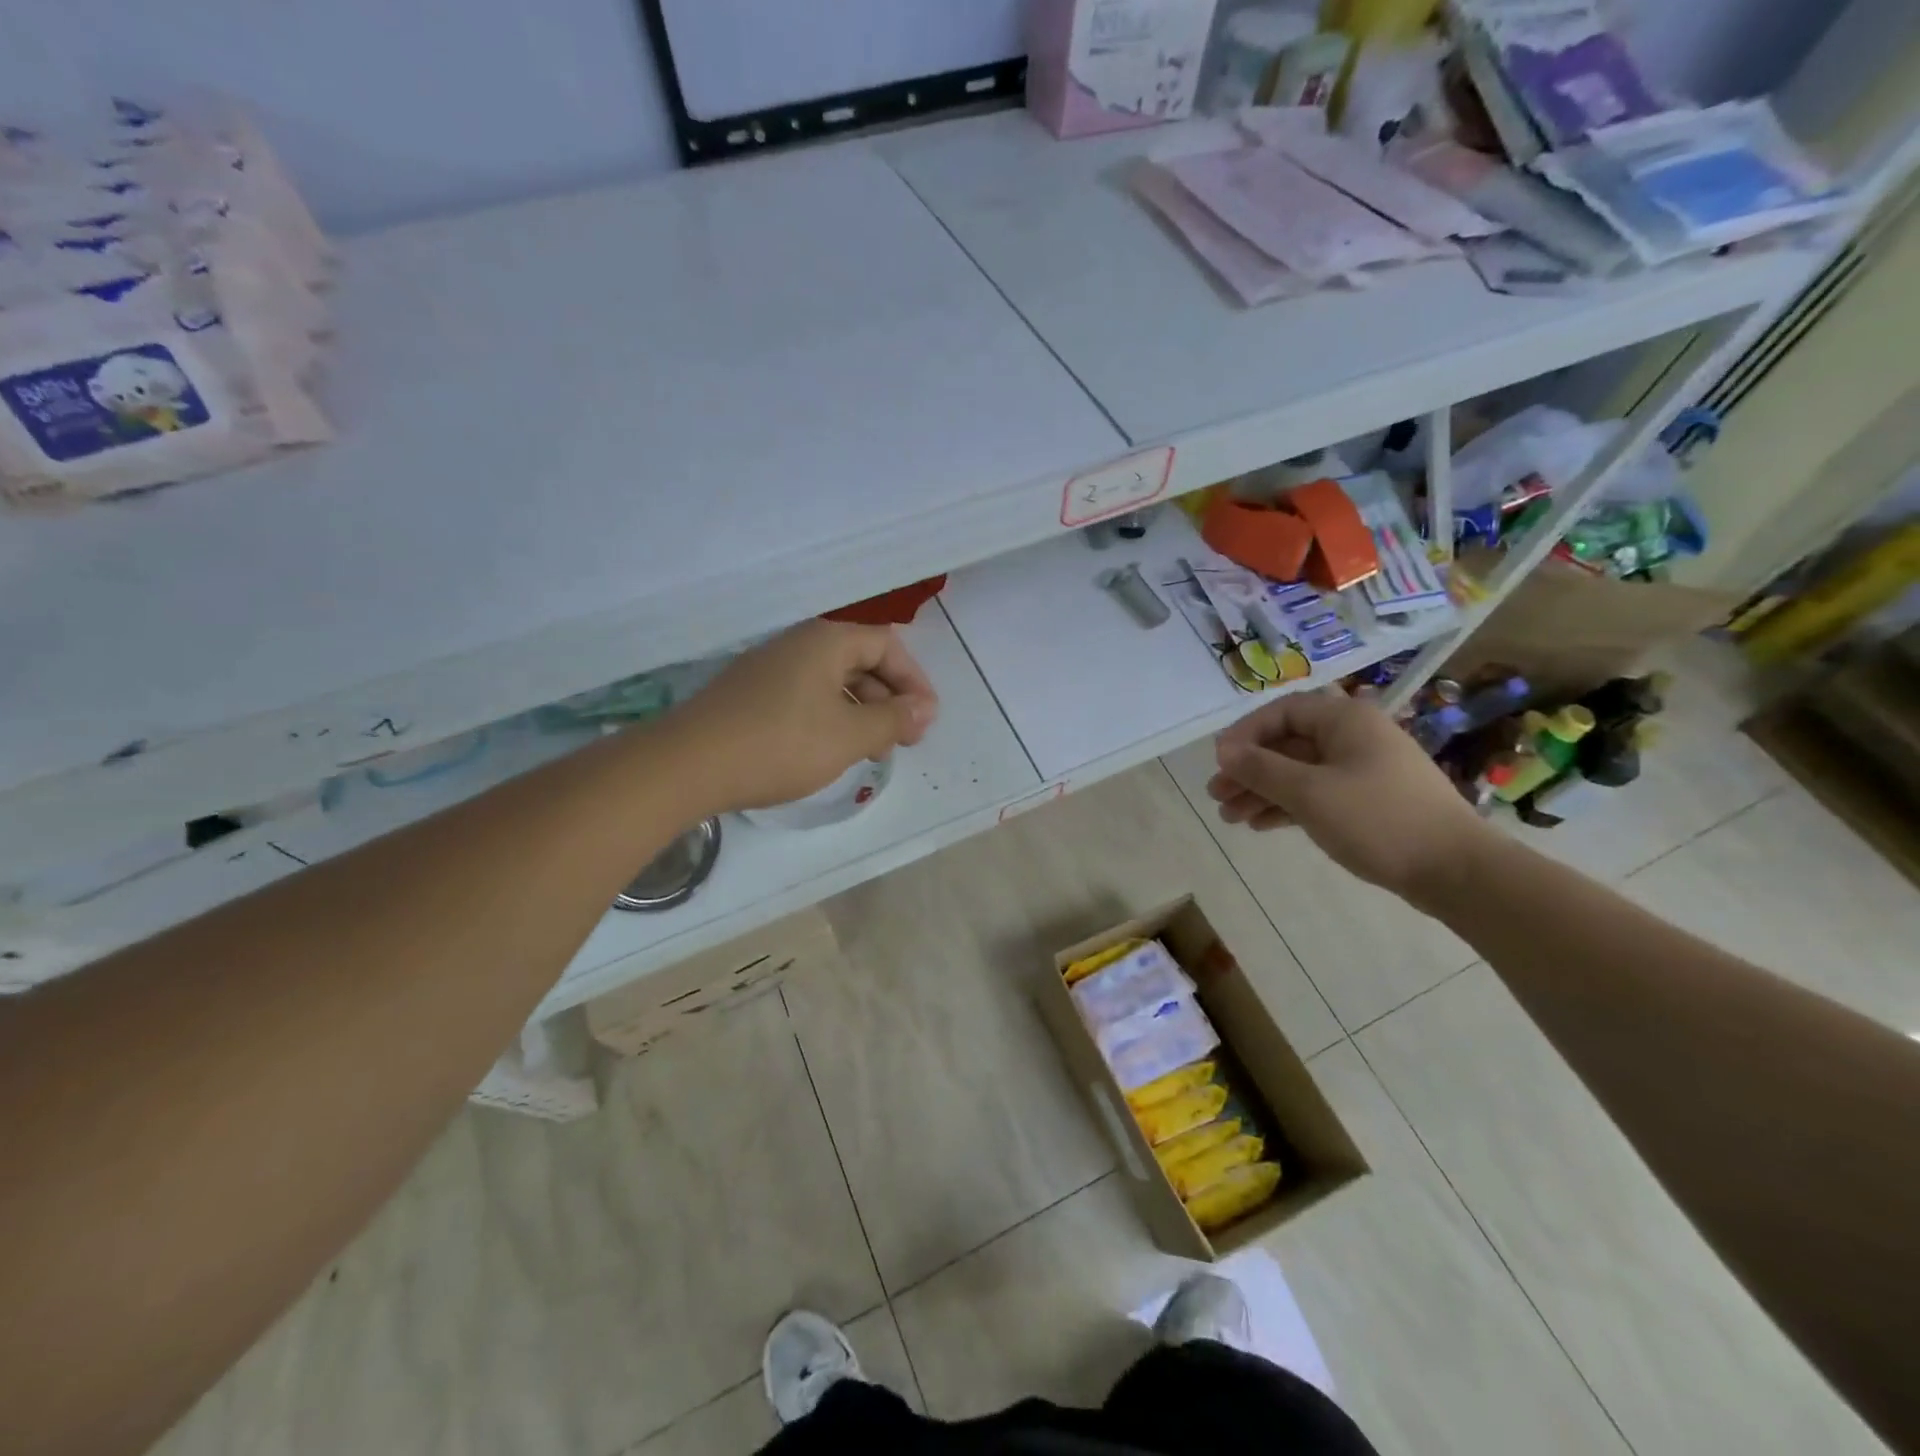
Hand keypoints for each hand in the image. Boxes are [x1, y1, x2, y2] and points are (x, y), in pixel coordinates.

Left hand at [666, 619, 939, 814]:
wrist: (688, 765)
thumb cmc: (781, 744)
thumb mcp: (849, 735)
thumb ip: (893, 720)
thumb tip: (924, 709)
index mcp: (825, 641)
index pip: (886, 644)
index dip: (914, 680)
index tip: (925, 720)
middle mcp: (797, 645)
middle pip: (859, 661)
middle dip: (889, 699)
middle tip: (903, 740)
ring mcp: (769, 669)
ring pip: (832, 683)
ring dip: (861, 713)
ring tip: (871, 753)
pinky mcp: (750, 695)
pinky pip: (805, 697)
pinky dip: (830, 719)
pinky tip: (831, 751)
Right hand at [1207, 689, 1492, 908]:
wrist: (1454, 870)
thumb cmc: (1377, 819)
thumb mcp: (1309, 792)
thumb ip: (1261, 768)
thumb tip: (1223, 751)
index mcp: (1345, 720)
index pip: (1282, 712)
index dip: (1245, 734)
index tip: (1219, 762)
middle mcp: (1353, 737)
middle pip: (1287, 744)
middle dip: (1249, 770)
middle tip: (1217, 795)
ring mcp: (1362, 769)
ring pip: (1299, 772)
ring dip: (1262, 791)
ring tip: (1230, 817)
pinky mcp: (1367, 800)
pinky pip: (1316, 793)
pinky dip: (1287, 806)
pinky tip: (1260, 825)